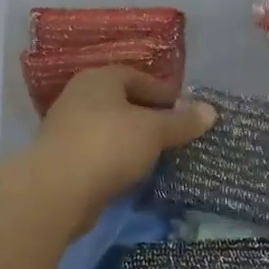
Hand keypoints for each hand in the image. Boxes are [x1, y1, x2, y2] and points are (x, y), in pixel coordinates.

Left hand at [30, 66, 215, 222]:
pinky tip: (133, 174)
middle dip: (149, 117)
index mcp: (99, 79)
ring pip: (110, 129)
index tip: (185, 111)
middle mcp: (79, 97)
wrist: (57, 190)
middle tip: (175, 134)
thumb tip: (211, 110)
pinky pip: (99, 153)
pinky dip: (117, 159)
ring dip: (133, 140)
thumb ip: (182, 121)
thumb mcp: (154, 130)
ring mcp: (67, 128)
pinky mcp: (63, 159)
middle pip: (122, 102)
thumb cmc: (109, 145)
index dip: (163, 92)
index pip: (137, 77)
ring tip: (158, 155)